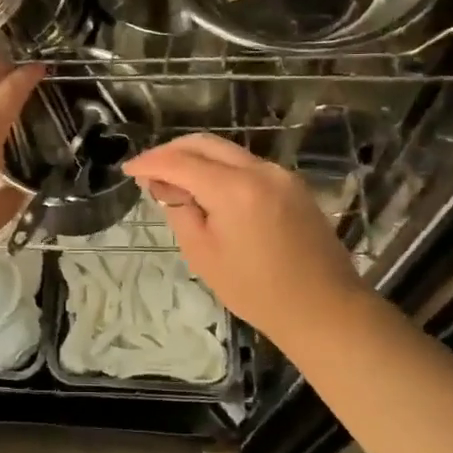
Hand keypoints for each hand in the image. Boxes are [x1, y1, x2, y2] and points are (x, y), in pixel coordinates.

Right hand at [122, 133, 363, 342]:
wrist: (324, 308)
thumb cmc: (256, 291)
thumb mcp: (203, 255)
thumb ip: (180, 210)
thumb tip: (165, 185)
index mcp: (234, 189)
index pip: (180, 162)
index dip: (150, 162)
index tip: (128, 169)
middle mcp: (259, 170)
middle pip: (205, 143)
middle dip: (171, 151)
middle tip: (148, 171)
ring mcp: (280, 174)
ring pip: (227, 151)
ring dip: (196, 159)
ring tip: (174, 182)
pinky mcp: (293, 185)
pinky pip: (247, 165)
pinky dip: (220, 169)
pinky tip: (207, 190)